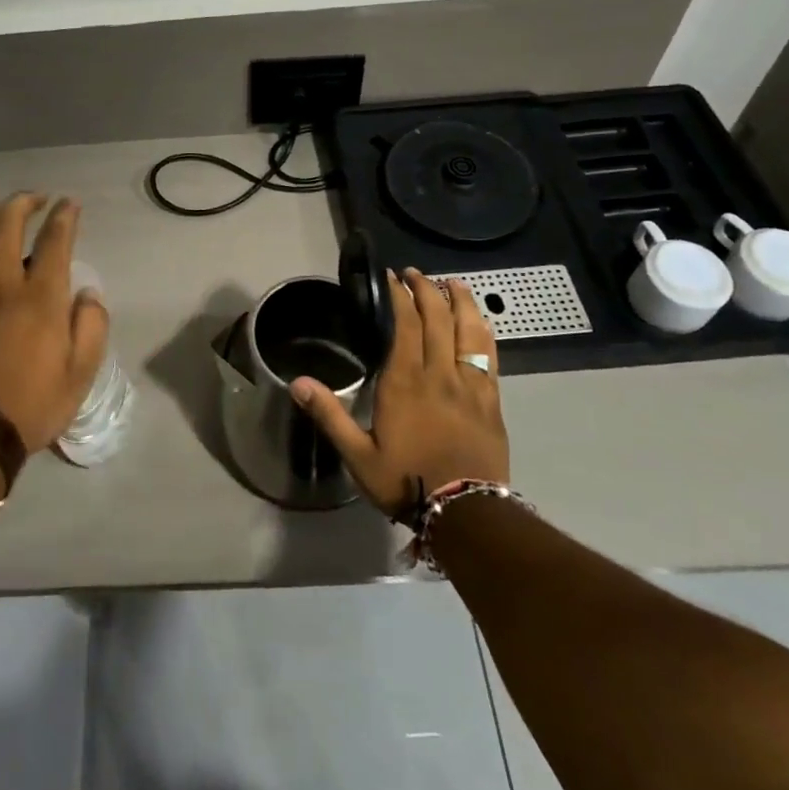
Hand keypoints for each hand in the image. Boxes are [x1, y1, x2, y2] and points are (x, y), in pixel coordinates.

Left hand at [0, 193, 110, 452]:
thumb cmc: (32, 407)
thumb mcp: (82, 373)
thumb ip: (92, 327)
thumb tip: (87, 294)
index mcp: (39, 298)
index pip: (55, 240)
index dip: (64, 215)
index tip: (68, 204)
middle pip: (5, 227)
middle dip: (20, 202)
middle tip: (30, 199)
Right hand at [289, 268, 509, 517]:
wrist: (468, 515)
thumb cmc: (407, 481)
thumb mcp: (358, 455)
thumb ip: (329, 415)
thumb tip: (296, 382)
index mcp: (405, 382)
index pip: (405, 324)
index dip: (399, 296)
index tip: (391, 277)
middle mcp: (439, 374)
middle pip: (437, 318)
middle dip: (426, 290)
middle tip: (415, 274)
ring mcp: (470, 385)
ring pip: (468, 330)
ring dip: (460, 302)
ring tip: (452, 283)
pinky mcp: (491, 400)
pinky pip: (489, 355)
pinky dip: (483, 331)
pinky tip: (480, 321)